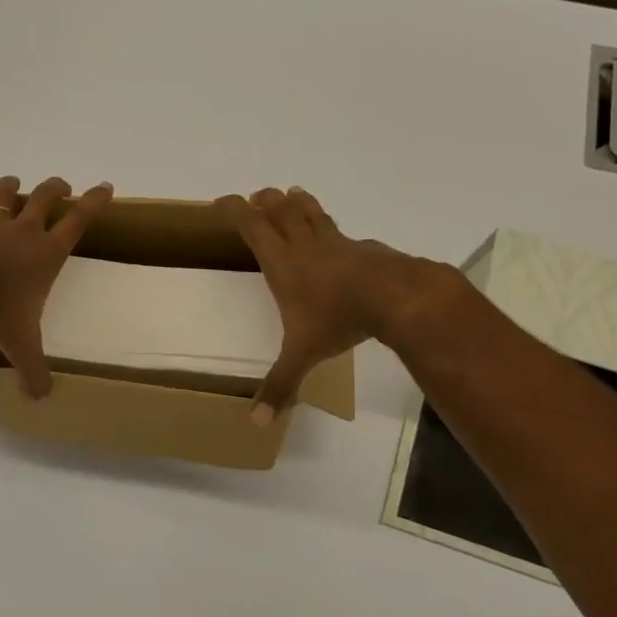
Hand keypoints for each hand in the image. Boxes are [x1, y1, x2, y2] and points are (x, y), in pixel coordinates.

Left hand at [0, 175, 112, 397]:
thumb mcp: (20, 343)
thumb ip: (32, 369)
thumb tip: (41, 398)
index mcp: (46, 253)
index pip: (78, 221)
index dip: (95, 203)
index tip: (105, 186)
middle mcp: (22, 233)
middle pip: (46, 199)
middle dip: (57, 189)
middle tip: (64, 185)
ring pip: (6, 199)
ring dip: (12, 189)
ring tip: (13, 182)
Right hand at [216, 186, 437, 421]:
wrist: (393, 297)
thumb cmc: (337, 319)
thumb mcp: (302, 354)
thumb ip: (280, 384)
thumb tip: (256, 422)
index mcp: (281, 262)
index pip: (252, 225)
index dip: (235, 209)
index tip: (222, 200)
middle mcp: (303, 245)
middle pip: (279, 210)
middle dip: (264, 201)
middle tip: (257, 196)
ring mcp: (335, 242)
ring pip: (309, 211)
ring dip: (296, 201)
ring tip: (291, 193)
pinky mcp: (361, 246)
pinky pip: (338, 229)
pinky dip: (328, 224)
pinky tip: (336, 234)